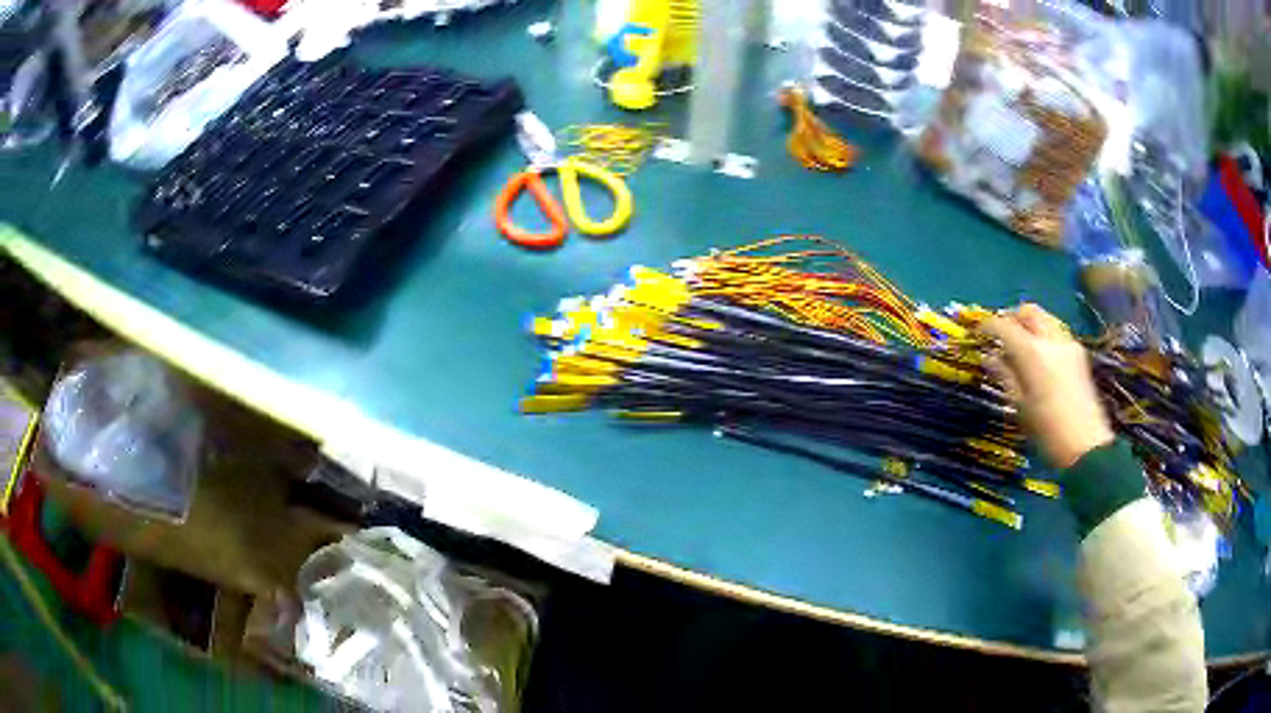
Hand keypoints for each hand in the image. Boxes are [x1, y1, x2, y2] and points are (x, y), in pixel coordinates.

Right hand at [982, 304, 1113, 468]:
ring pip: (1045, 318)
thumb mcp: (1020, 405)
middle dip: (1012, 316)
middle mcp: (1051, 340)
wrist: (1086, 446)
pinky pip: (1056, 332)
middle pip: (1029, 311)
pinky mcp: (1079, 354)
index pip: (1005, 326)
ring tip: (1020, 344)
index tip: (979, 332)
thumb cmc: (1047, 431)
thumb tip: (989, 356)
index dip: (989, 325)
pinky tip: (1039, 355)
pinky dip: (1044, 335)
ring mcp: (1068, 344)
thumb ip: (1004, 375)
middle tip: (1001, 332)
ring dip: (1030, 324)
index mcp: (1032, 352)